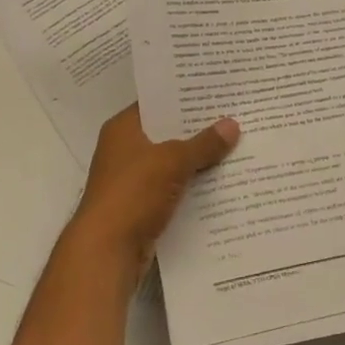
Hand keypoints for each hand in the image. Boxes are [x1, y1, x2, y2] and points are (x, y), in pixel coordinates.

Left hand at [67, 104, 239, 279]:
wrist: (107, 252)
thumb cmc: (132, 194)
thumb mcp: (172, 162)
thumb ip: (203, 144)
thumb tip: (232, 124)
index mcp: (123, 129)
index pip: (156, 102)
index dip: (184, 97)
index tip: (216, 92)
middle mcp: (125, 150)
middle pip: (167, 133)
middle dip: (198, 129)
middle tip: (235, 117)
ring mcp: (132, 180)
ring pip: (172, 162)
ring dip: (198, 160)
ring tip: (237, 146)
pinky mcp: (142, 206)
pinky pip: (173, 188)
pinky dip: (193, 186)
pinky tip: (222, 182)